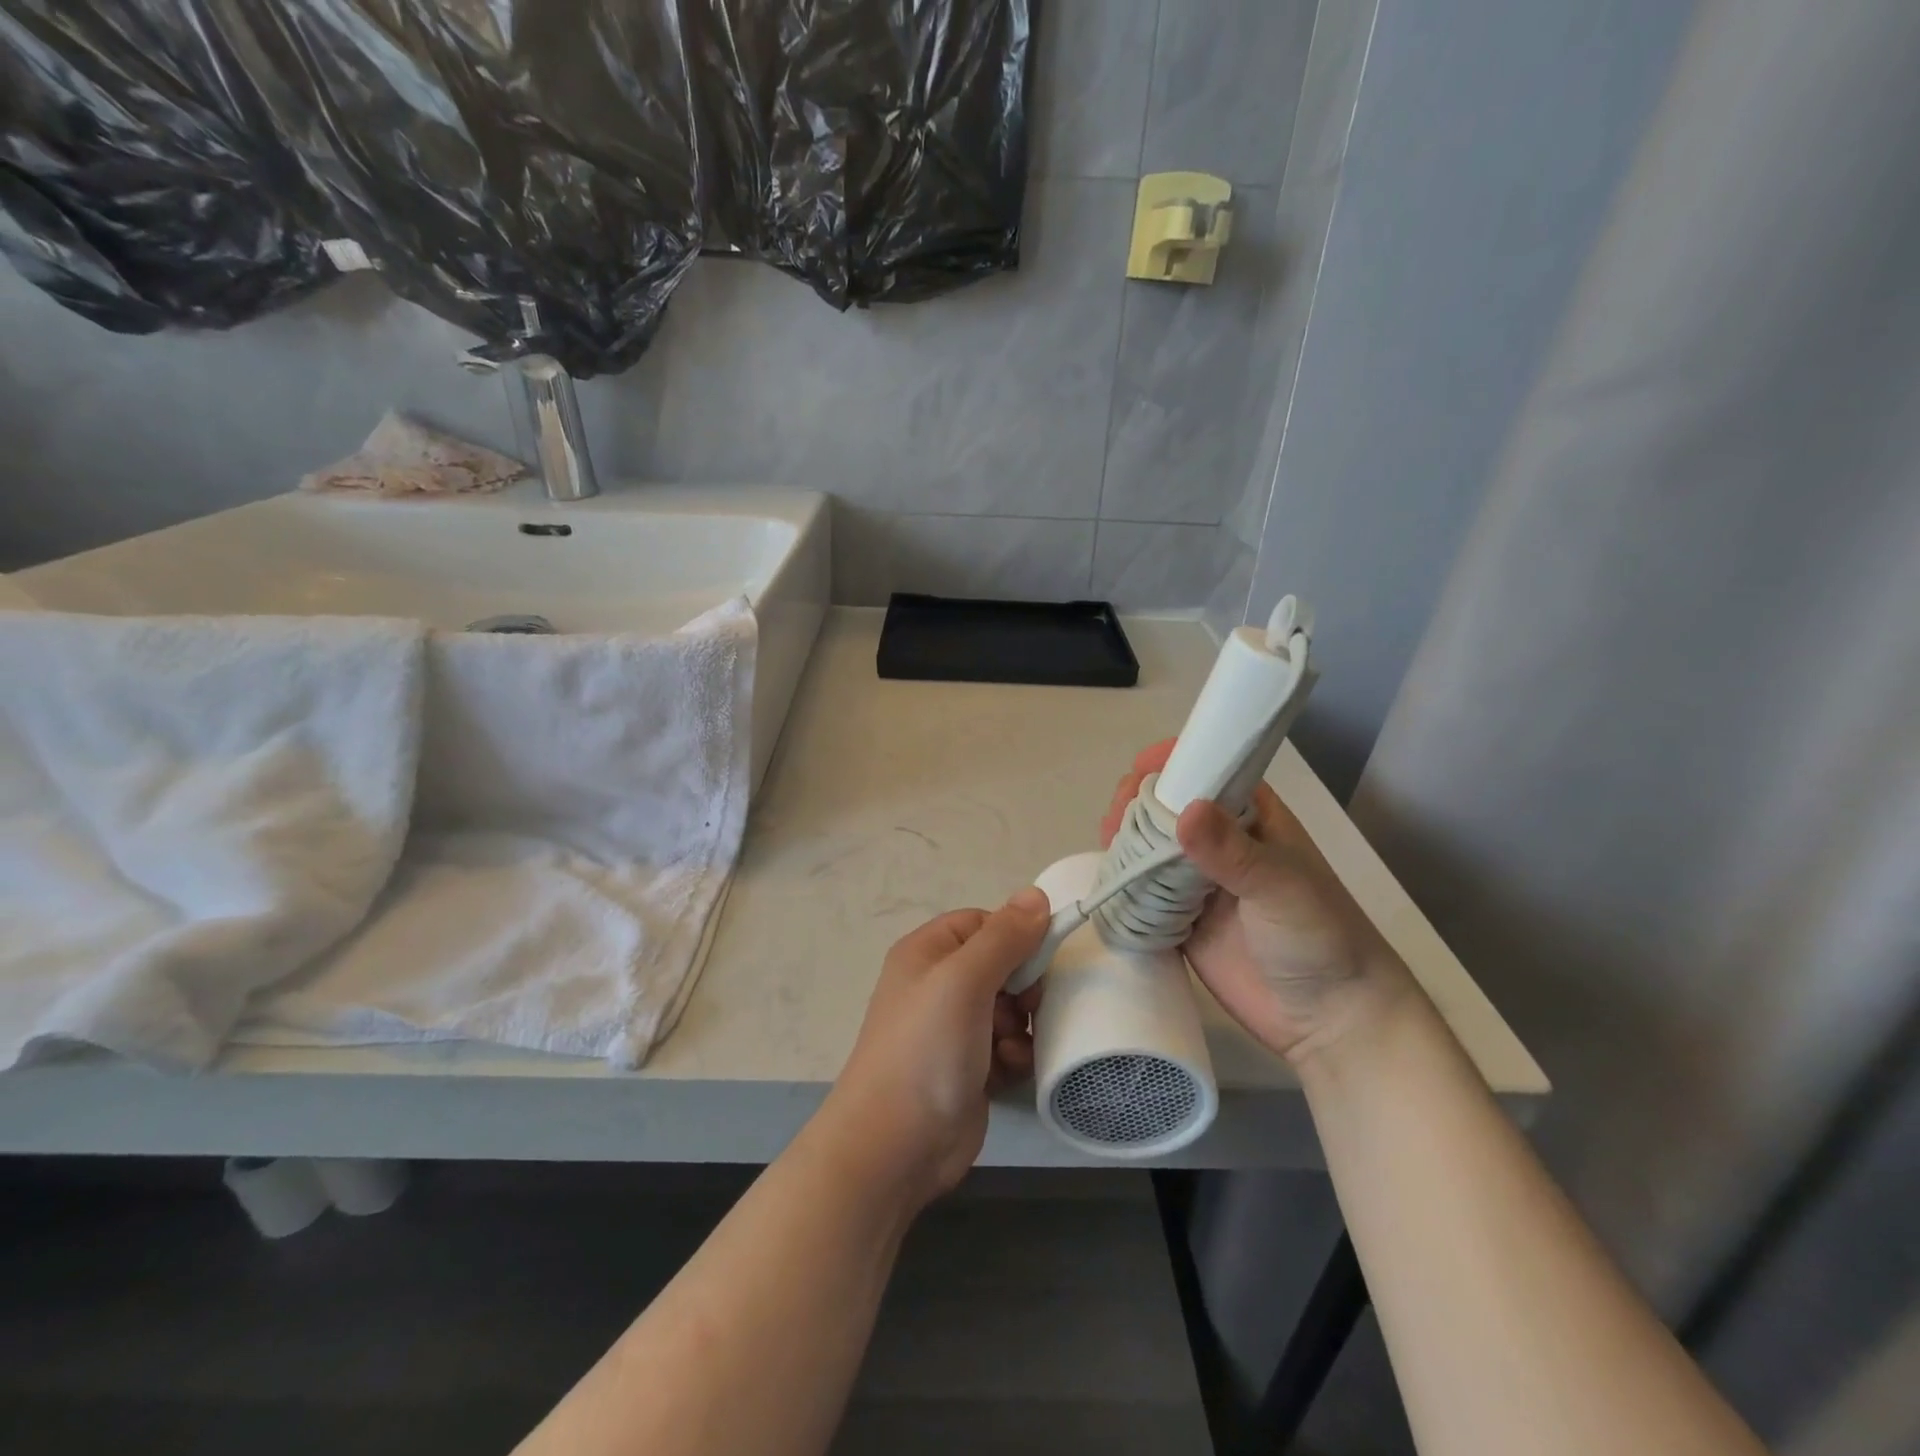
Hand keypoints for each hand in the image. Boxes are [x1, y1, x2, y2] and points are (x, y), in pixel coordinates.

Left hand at [822, 890, 1050, 1207]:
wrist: (895, 1146)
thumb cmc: (926, 1049)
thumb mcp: (964, 980)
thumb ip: (1004, 937)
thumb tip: (1036, 894)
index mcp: (928, 952)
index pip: (984, 923)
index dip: (1014, 936)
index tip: (1039, 959)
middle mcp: (938, 985)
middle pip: (1002, 966)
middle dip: (1022, 989)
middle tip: (1026, 1008)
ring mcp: (953, 1029)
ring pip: (1010, 1009)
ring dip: (1020, 1027)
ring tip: (1010, 1048)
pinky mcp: (968, 1068)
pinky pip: (1006, 1046)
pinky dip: (1013, 1056)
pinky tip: (1006, 1073)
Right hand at [1101, 741, 1415, 1066]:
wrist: (1331, 1021)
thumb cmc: (1320, 939)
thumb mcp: (1282, 887)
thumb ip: (1233, 852)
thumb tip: (1183, 812)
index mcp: (1253, 819)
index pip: (1209, 772)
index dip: (1174, 764)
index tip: (1140, 769)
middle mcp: (1222, 844)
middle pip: (1169, 808)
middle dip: (1139, 804)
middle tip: (1117, 818)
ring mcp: (1199, 883)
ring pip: (1151, 848)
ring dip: (1126, 842)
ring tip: (1107, 844)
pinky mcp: (1181, 921)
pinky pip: (1144, 894)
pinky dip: (1124, 884)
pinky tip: (1108, 881)